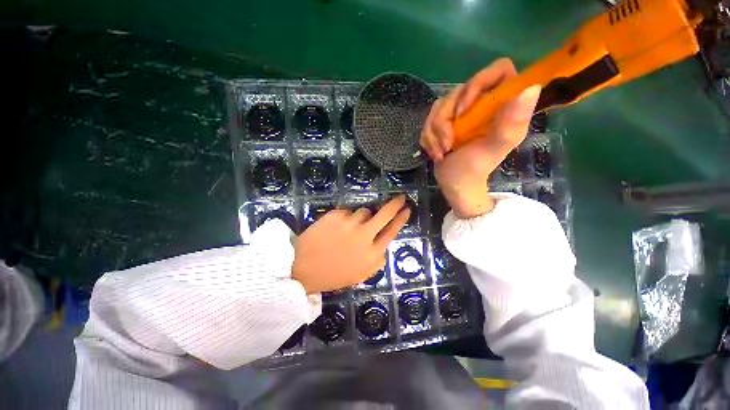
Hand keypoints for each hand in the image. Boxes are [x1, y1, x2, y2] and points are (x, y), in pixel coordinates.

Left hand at [292, 195, 410, 293]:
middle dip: (395, 205)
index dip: (401, 219)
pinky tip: (335, 229)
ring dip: (361, 217)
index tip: (407, 209)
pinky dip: (345, 218)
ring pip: (363, 211)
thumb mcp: (361, 274)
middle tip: (400, 197)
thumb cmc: (333, 274)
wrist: (303, 268)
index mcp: (372, 253)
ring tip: (348, 228)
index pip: (392, 232)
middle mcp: (364, 235)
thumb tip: (383, 243)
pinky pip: (347, 211)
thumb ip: (377, 258)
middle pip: (384, 215)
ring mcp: (349, 223)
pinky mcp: (336, 215)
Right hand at [420, 58, 541, 217]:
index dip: (478, 83)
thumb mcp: (493, 149)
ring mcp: (461, 113)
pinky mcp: (444, 122)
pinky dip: (428, 138)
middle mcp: (482, 104)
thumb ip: (510, 123)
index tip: (464, 111)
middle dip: (445, 120)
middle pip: (458, 90)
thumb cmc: (475, 169)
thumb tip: (530, 88)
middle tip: (448, 143)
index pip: (499, 70)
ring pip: (439, 106)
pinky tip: (436, 152)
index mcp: (501, 105)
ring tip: (442, 151)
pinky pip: (428, 120)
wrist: (454, 184)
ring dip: (435, 133)